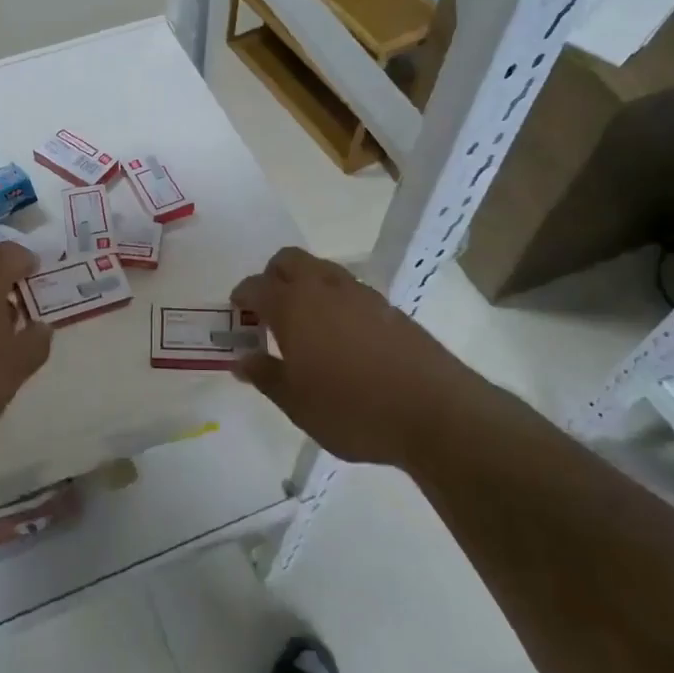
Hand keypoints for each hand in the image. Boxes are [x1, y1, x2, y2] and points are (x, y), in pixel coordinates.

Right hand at [230, 247, 480, 464]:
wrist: (435, 412)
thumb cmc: (352, 410)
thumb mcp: (297, 403)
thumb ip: (266, 376)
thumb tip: (242, 360)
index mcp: (293, 306)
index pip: (256, 286)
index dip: (242, 297)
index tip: (238, 313)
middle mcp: (324, 288)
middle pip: (289, 260)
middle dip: (273, 276)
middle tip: (269, 310)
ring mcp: (361, 294)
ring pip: (322, 270)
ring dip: (306, 285)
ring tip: (306, 324)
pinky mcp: (389, 307)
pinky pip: (350, 290)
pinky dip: (335, 300)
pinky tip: (342, 337)